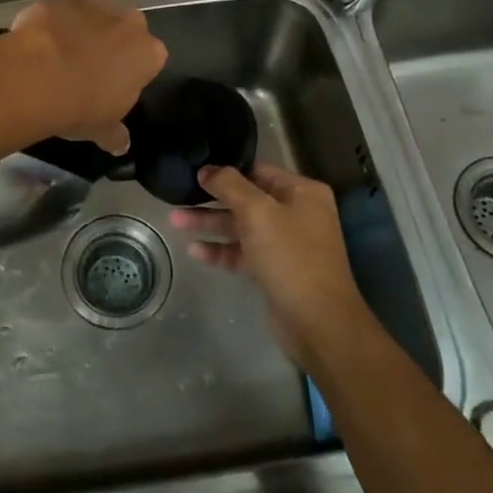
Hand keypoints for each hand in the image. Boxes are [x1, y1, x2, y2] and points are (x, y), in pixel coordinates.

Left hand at [8, 0, 166, 152]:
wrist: (37, 75)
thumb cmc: (81, 106)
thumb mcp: (102, 128)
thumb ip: (115, 134)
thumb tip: (122, 146)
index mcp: (149, 53)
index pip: (149, 59)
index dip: (132, 72)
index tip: (114, 86)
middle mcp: (129, 22)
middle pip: (126, 30)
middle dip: (113, 44)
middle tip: (90, 69)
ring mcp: (95, 5)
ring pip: (95, 16)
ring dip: (84, 31)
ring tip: (61, 57)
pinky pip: (63, 13)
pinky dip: (55, 25)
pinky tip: (40, 45)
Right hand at [169, 162, 369, 369]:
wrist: (318, 323)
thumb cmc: (291, 257)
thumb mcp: (258, 213)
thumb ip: (230, 186)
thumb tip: (207, 170)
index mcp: (302, 192)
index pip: (258, 171)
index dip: (226, 170)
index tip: (195, 170)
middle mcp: (296, 213)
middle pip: (246, 199)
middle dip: (212, 199)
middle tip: (178, 196)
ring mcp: (285, 243)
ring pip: (241, 227)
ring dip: (210, 223)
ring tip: (174, 221)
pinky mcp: (274, 270)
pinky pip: (242, 252)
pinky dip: (220, 250)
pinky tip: (194, 250)